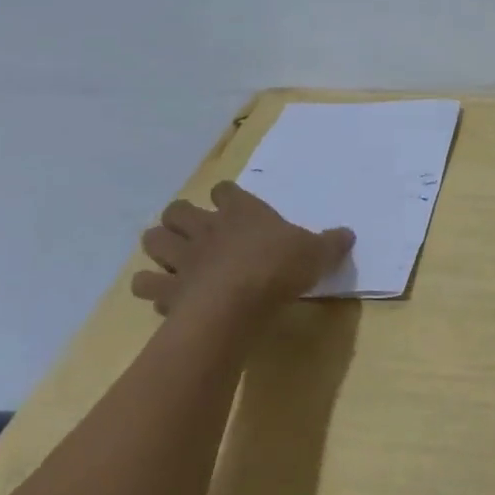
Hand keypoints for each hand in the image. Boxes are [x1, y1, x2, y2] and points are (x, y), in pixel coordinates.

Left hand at [132, 182, 353, 338]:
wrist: (236, 304)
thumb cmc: (279, 268)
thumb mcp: (317, 254)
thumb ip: (331, 243)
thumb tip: (348, 234)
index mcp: (242, 212)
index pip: (226, 190)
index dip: (227, 196)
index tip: (232, 205)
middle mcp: (207, 228)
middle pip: (178, 209)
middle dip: (181, 217)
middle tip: (195, 232)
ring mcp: (182, 258)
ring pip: (153, 239)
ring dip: (159, 246)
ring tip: (172, 257)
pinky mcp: (167, 289)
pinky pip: (145, 283)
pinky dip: (150, 286)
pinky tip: (161, 293)